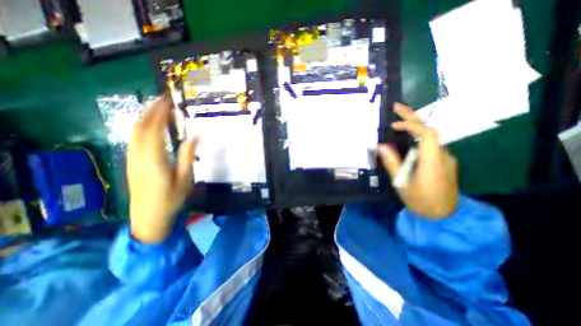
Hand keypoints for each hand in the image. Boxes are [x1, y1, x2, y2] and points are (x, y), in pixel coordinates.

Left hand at [127, 98, 200, 242]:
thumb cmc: (171, 199)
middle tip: (163, 101)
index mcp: (154, 159)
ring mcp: (132, 160)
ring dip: (144, 118)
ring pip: (133, 133)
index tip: (168, 102)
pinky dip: (141, 128)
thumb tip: (196, 136)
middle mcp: (138, 156)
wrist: (149, 219)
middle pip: (139, 127)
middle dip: (150, 111)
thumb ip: (188, 156)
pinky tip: (151, 129)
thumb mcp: (185, 178)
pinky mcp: (131, 164)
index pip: (154, 129)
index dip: (160, 113)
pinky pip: (133, 140)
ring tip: (158, 111)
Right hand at [379, 102, 461, 218]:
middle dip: (412, 117)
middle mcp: (442, 155)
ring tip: (397, 123)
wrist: (444, 215)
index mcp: (432, 161)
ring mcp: (445, 158)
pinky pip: (429, 145)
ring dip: (414, 127)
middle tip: (396, 107)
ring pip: (430, 136)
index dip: (411, 124)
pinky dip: (417, 137)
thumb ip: (392, 163)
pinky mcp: (443, 161)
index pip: (427, 133)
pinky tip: (406, 141)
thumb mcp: (401, 183)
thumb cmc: (420, 200)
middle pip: (429, 129)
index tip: (394, 124)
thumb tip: (381, 146)